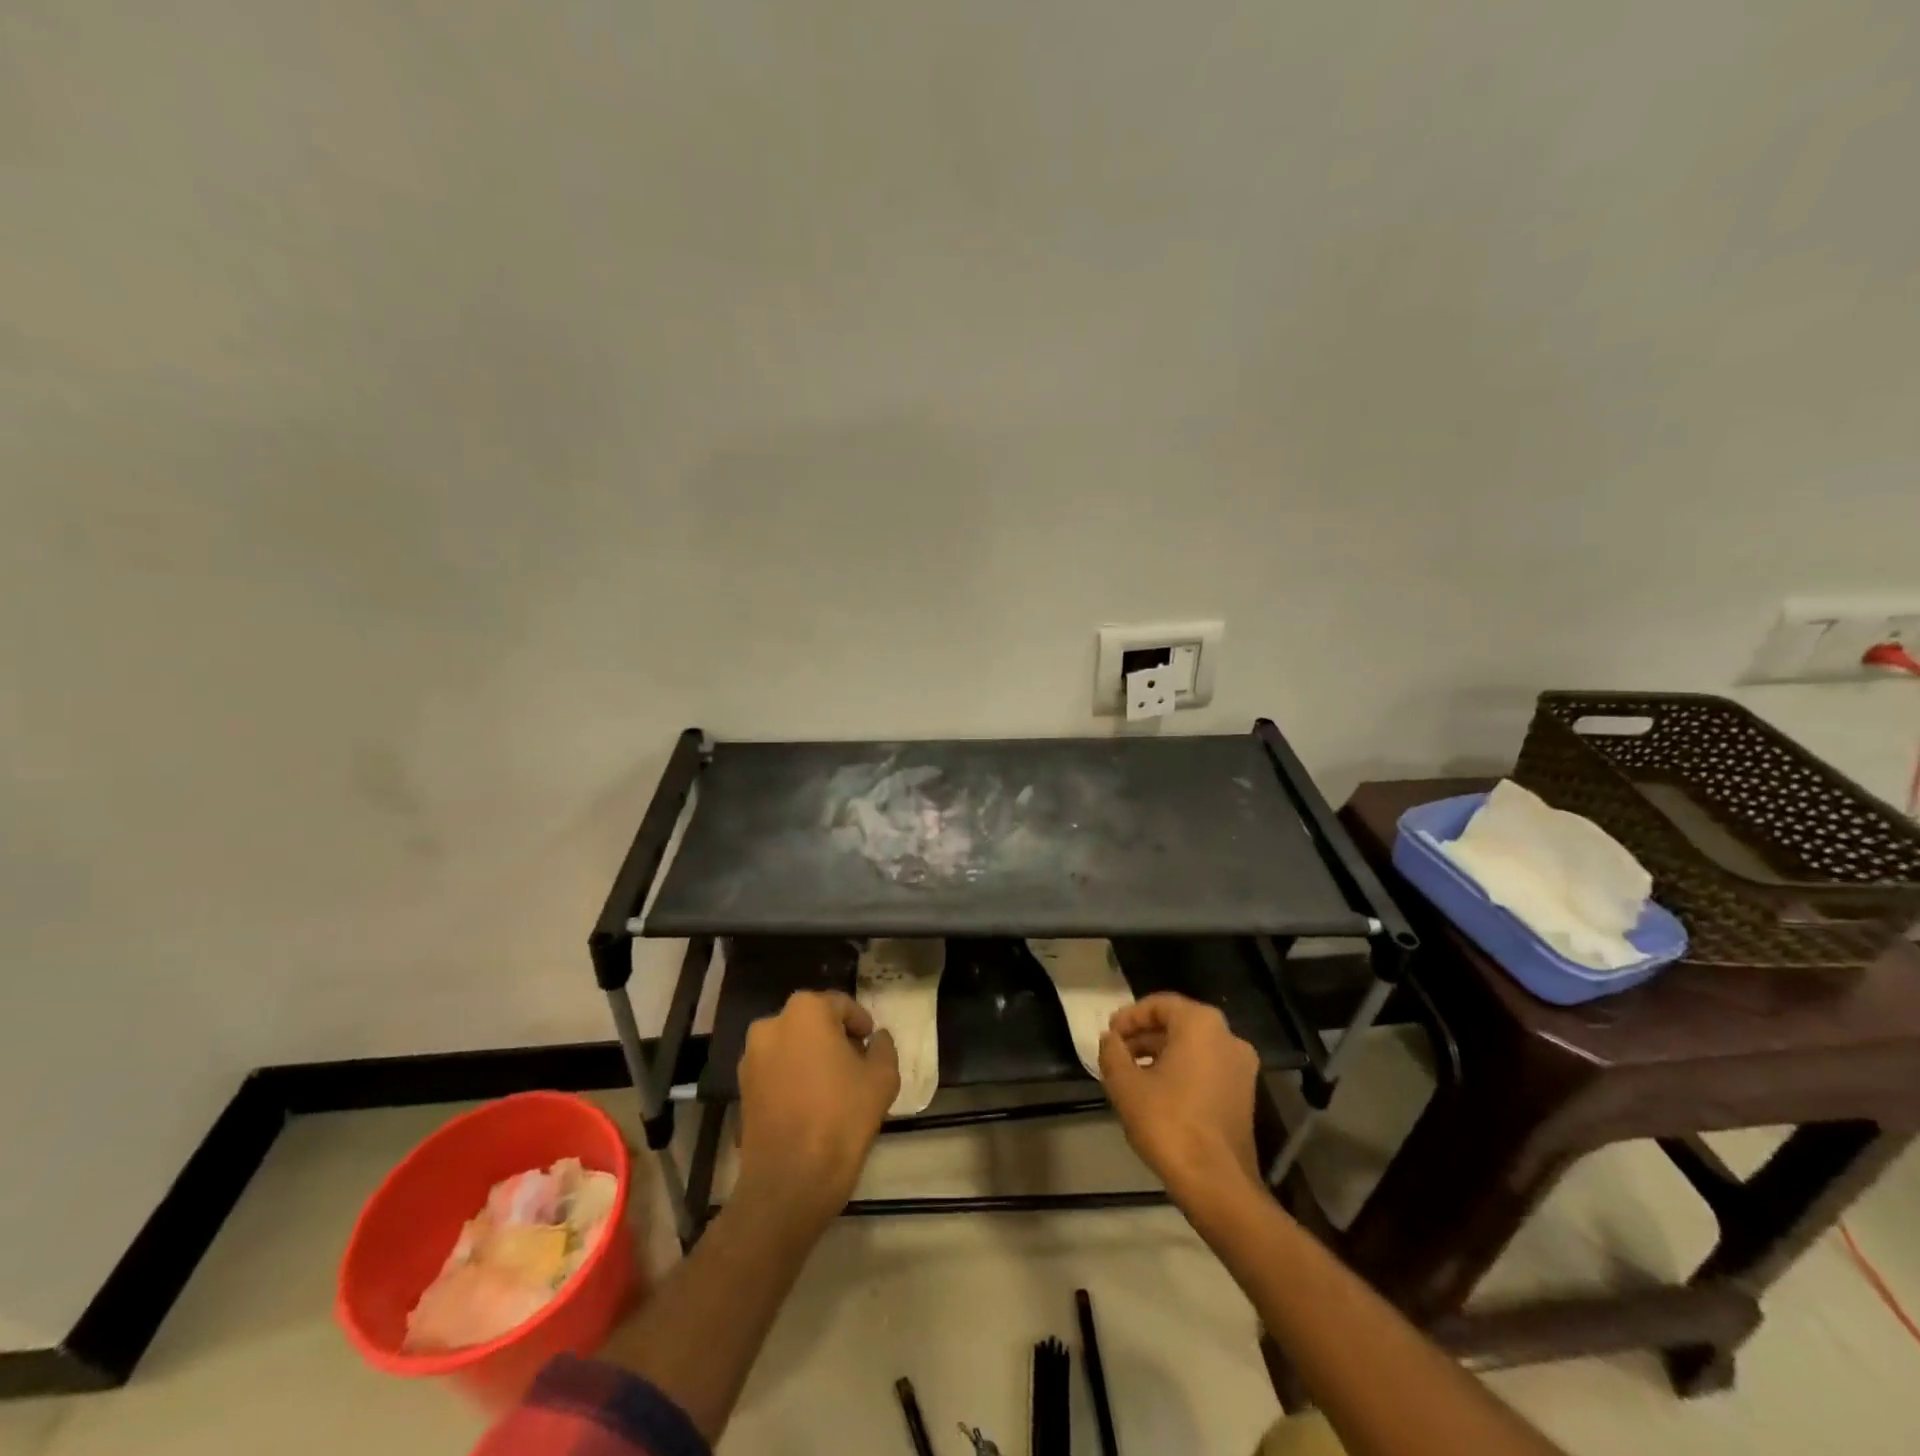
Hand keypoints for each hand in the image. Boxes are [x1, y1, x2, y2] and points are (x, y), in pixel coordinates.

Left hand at [735, 991, 899, 1227]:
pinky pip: (775, 1070)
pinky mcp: (741, 1087)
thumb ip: (883, 1048)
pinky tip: (810, 1103)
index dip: (860, 1023)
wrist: (790, 1180)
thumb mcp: (882, 1078)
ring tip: (833, 1086)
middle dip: (834, 1037)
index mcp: (806, 1011)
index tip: (871, 1043)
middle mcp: (772, 1023)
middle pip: (813, 1022)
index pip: (841, 1005)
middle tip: (856, 1063)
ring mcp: (751, 1056)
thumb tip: (877, 1038)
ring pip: (792, 1045)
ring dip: (811, 1057)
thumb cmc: (841, 1118)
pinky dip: (792, 1077)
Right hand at [1100, 993, 1262, 1206]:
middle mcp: (1227, 1037)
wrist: (1217, 1184)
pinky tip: (1158, 1093)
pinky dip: (1181, 1071)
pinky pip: (1207, 1068)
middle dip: (1144, 1036)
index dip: (1129, 1017)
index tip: (1110, 1035)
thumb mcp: (1125, 1085)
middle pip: (1178, 1024)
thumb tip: (1110, 1039)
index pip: (1159, 1004)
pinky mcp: (1245, 1095)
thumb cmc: (1169, 1123)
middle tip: (1117, 1053)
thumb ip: (1112, 1053)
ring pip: (1193, 1047)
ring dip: (1161, 1054)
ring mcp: (1241, 1067)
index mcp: (1201, 1025)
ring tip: (1132, 1074)